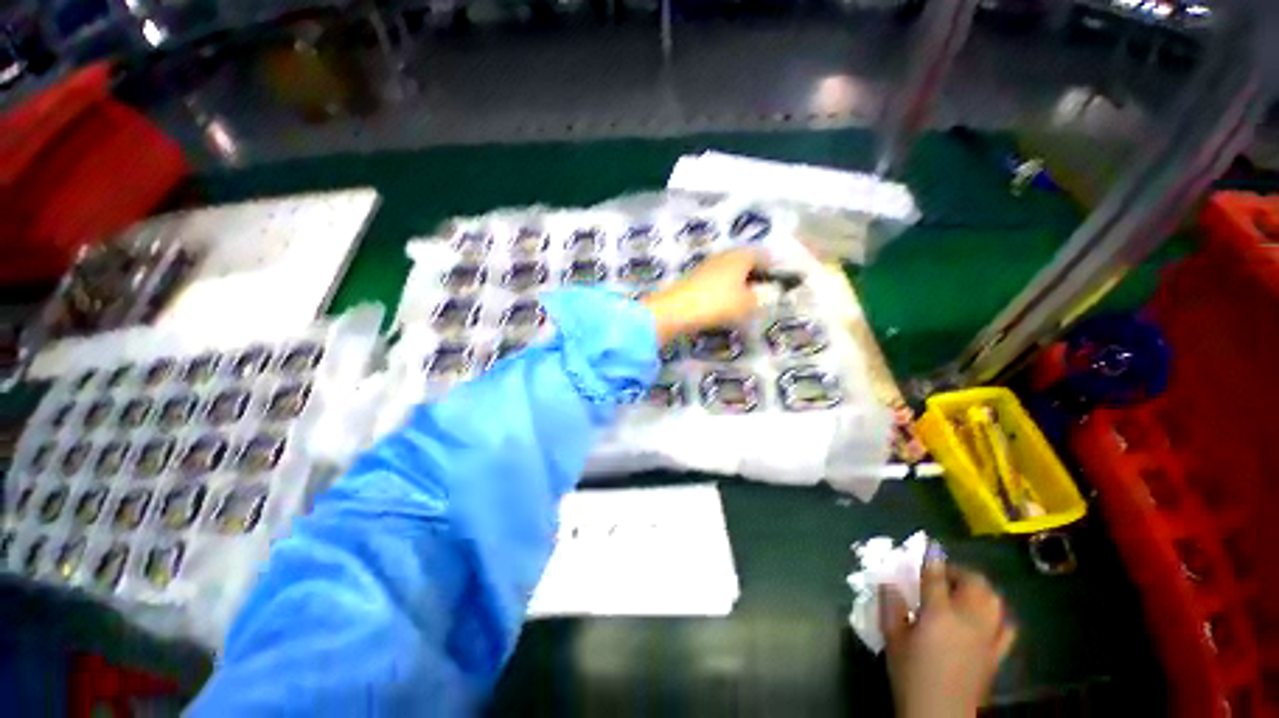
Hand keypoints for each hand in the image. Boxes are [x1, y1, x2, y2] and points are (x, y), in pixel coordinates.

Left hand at [641, 249, 762, 342]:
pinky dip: (721, 293)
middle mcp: (723, 256)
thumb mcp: (747, 304)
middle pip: (744, 263)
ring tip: (742, 305)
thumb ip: (761, 299)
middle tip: (760, 295)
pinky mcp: (692, 280)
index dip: (772, 268)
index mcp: (740, 256)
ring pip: (728, 274)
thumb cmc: (718, 303)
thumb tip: (763, 295)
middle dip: (753, 278)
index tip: (777, 283)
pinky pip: (714, 284)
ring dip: (736, 286)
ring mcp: (705, 267)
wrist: (675, 311)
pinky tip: (722, 308)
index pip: (763, 255)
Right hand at [880, 561, 1016, 717]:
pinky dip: (998, 614)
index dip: (932, 558)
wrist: (940, 714)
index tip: (928, 547)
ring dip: (979, 588)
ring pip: (994, 600)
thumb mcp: (892, 639)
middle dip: (959, 571)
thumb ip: (890, 606)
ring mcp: (988, 637)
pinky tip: (986, 616)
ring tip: (963, 590)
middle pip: (975, 583)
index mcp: (940, 614)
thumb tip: (888, 582)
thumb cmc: (911, 675)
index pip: (937, 576)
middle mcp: (969, 620)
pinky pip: (1006, 625)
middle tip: (942, 573)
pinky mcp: (997, 654)